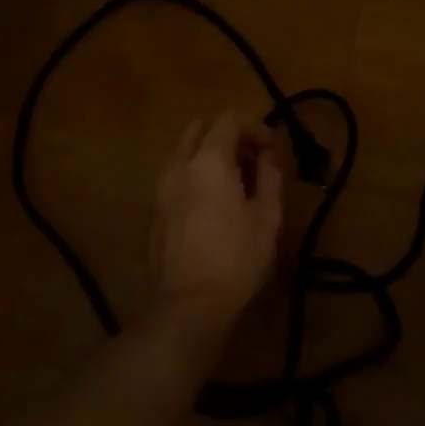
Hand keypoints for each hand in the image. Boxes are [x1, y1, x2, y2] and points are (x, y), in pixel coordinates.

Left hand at [151, 113, 283, 331]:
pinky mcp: (154, 212)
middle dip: (228, 137)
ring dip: (209, 156)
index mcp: (209, 160)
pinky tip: (212, 205)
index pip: (229, 120)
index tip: (270, 147)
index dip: (253, 126)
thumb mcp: (268, 217)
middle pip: (201, 131)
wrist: (188, 306)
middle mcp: (179, 165)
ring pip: (184, 153)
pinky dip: (194, 176)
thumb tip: (267, 155)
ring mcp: (161, 188)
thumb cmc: (236, 259)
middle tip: (252, 161)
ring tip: (233, 184)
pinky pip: (176, 177)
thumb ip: (269, 176)